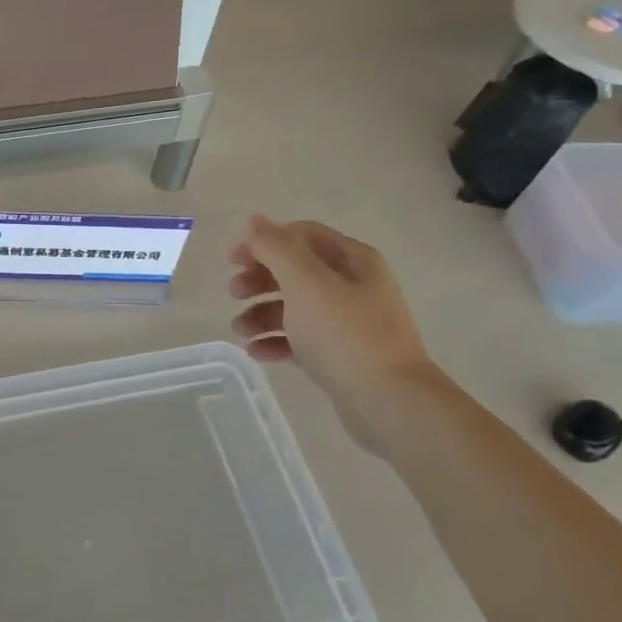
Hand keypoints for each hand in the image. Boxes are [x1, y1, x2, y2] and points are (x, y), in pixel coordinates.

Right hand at [229, 215, 443, 454]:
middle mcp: (353, 286)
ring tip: (239, 331)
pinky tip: (256, 352)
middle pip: (296, 271)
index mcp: (352, 260)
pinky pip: (301, 339)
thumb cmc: (344, 334)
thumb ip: (276, 248)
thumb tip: (254, 220)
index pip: (302, 235)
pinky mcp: (341, 355)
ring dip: (261, 314)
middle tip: (233, 294)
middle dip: (260, 279)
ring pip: (295, 307)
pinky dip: (276, 342)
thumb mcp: (305, 282)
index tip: (233, 260)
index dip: (264, 242)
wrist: (388, 401)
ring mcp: (348, 322)